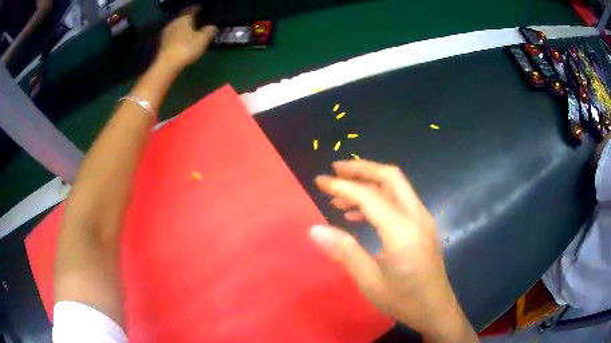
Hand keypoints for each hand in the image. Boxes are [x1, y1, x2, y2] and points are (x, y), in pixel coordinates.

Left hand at [157, 6, 215, 71]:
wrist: (167, 65)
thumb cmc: (186, 48)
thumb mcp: (203, 39)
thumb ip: (209, 31)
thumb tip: (212, 26)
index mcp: (184, 18)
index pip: (192, 9)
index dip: (197, 8)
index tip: (202, 8)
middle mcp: (174, 22)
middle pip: (182, 17)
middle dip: (189, 17)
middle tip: (197, 19)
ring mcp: (166, 33)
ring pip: (177, 26)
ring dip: (183, 27)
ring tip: (190, 29)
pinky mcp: (162, 43)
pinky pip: (173, 35)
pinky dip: (178, 35)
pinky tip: (182, 39)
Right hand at [310, 160, 477, 341]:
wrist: (435, 309)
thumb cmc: (403, 300)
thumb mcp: (369, 281)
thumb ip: (344, 252)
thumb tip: (315, 229)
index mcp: (402, 231)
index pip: (369, 196)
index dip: (341, 185)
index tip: (319, 181)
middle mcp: (416, 216)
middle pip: (390, 177)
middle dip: (362, 169)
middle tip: (335, 170)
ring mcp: (423, 219)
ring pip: (396, 186)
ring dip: (370, 183)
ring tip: (341, 196)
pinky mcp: (423, 225)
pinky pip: (400, 201)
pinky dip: (380, 198)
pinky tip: (360, 214)